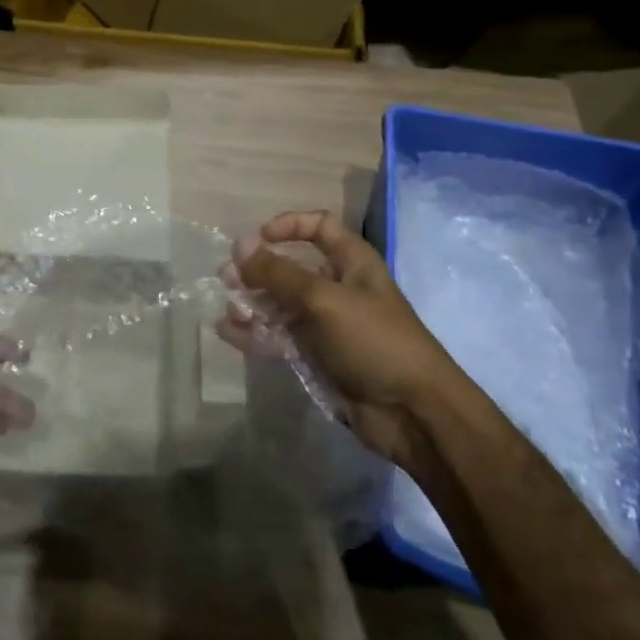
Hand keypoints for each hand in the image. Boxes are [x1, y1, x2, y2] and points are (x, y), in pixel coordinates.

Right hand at [218, 211, 454, 462]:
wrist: (412, 413)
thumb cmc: (374, 341)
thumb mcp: (324, 300)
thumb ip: (279, 273)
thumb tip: (239, 244)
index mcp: (353, 263)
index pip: (319, 227)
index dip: (289, 226)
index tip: (258, 239)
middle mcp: (339, 288)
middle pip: (292, 268)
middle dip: (259, 271)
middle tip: (227, 279)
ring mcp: (327, 325)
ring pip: (281, 305)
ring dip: (253, 304)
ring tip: (227, 311)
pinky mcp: (318, 357)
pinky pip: (280, 337)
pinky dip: (256, 333)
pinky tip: (230, 333)